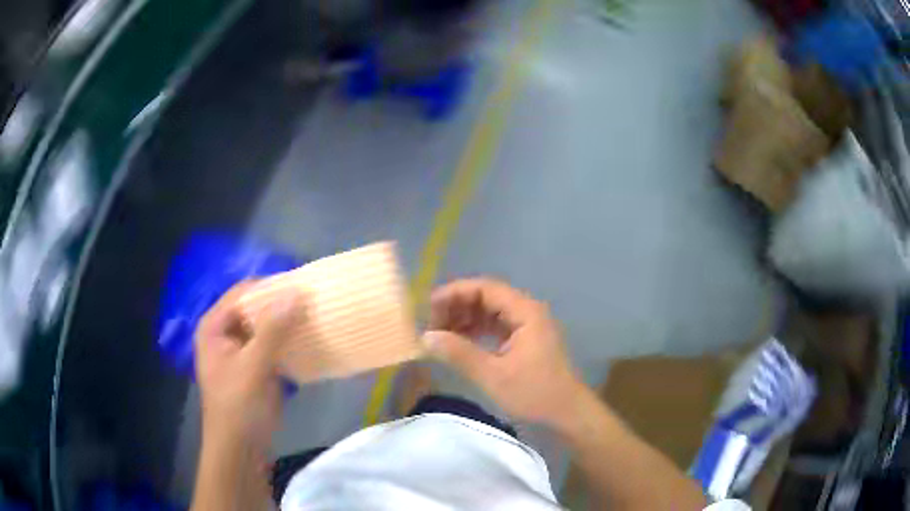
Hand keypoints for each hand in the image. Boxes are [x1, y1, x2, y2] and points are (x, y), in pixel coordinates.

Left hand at [194, 281, 297, 447]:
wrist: (241, 448)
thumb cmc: (239, 406)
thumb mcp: (253, 366)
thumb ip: (272, 329)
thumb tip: (296, 292)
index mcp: (214, 326)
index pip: (242, 293)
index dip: (269, 287)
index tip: (301, 286)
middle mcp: (225, 333)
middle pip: (254, 308)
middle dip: (280, 305)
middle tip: (311, 302)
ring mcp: (241, 351)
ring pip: (265, 327)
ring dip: (287, 323)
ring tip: (314, 317)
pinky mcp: (256, 367)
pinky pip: (273, 345)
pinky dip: (288, 342)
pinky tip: (308, 340)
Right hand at [424, 278, 586, 425]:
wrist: (567, 413)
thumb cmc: (534, 393)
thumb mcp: (493, 375)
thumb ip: (459, 353)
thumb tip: (426, 337)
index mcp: (525, 312)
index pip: (485, 288)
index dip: (455, 293)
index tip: (429, 306)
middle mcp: (527, 311)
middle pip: (487, 296)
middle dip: (458, 306)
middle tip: (432, 323)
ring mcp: (528, 325)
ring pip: (491, 311)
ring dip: (466, 318)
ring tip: (441, 333)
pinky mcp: (526, 339)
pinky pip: (497, 325)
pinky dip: (477, 330)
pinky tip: (460, 341)